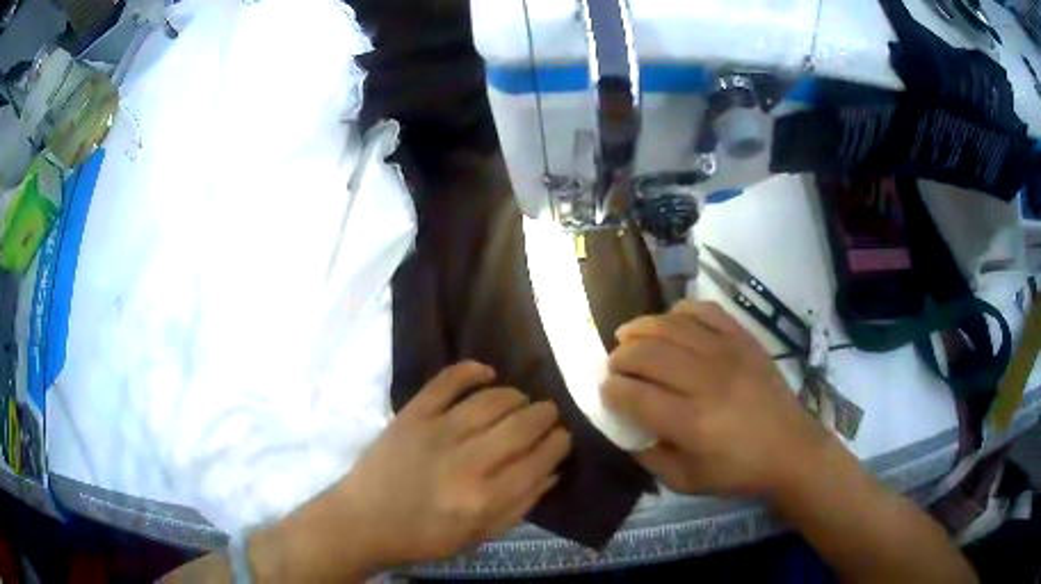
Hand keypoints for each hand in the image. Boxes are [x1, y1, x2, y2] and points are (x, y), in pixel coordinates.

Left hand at [323, 362, 569, 569]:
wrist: (364, 520)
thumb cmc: (424, 536)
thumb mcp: (478, 536)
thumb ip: (520, 506)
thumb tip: (552, 471)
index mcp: (484, 498)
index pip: (538, 460)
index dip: (558, 444)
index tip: (563, 436)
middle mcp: (466, 462)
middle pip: (521, 426)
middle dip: (544, 415)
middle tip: (549, 413)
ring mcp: (437, 432)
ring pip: (491, 401)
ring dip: (516, 396)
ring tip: (522, 400)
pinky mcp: (412, 414)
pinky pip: (447, 382)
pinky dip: (470, 370)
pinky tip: (488, 372)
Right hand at [602, 300, 827, 499]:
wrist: (791, 449)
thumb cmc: (738, 471)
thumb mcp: (685, 482)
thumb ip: (648, 457)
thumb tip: (625, 427)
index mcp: (692, 423)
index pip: (635, 395)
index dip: (611, 389)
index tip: (606, 390)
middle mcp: (707, 381)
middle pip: (648, 354)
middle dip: (621, 357)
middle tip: (615, 365)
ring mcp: (728, 353)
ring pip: (671, 326)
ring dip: (641, 328)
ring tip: (628, 336)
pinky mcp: (744, 339)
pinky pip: (706, 311)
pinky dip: (681, 311)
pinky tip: (670, 321)